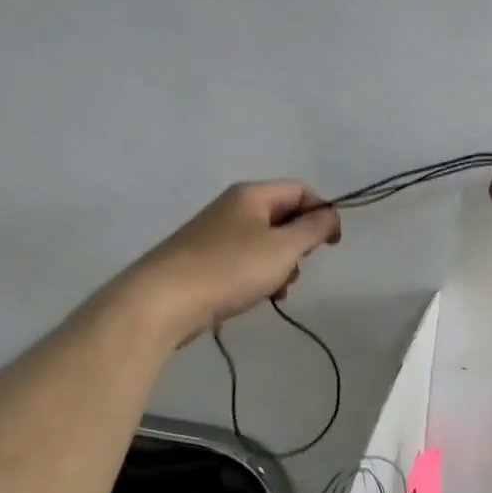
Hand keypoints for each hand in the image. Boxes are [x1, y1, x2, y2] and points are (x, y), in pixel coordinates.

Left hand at [116, 181, 341, 344]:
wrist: (160, 302)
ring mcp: (215, 233)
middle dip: (300, 242)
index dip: (322, 212)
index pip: (301, 190)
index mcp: (252, 195)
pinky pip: (244, 259)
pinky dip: (259, 274)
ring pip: (265, 241)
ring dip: (281, 263)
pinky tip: (259, 296)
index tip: (331, 244)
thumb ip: (313, 228)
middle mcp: (232, 207)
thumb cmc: (229, 268)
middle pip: (283, 215)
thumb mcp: (283, 248)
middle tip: (300, 267)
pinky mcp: (203, 260)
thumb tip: (330, 214)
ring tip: (280, 288)